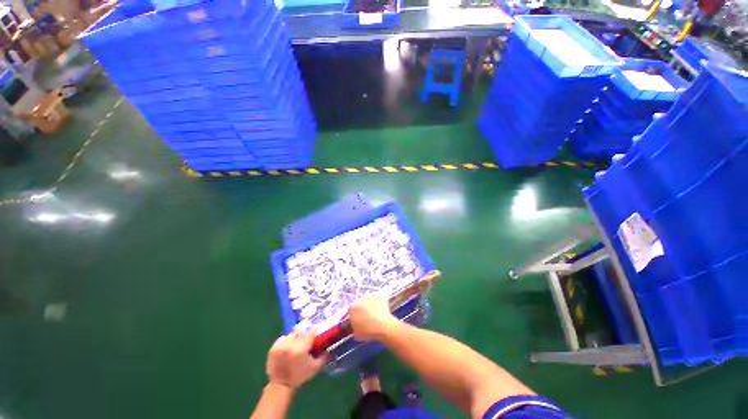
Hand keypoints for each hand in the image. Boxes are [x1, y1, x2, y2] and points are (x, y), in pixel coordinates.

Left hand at [266, 332, 326, 389]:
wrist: (280, 385)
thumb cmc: (300, 376)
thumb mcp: (315, 368)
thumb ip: (324, 356)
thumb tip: (330, 347)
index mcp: (301, 349)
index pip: (310, 333)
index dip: (314, 334)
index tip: (315, 338)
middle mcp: (291, 345)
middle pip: (301, 333)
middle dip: (304, 337)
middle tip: (306, 343)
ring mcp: (281, 346)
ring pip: (292, 334)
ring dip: (295, 338)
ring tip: (296, 345)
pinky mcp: (273, 348)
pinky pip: (283, 338)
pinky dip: (286, 340)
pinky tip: (288, 347)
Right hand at [349, 293, 397, 340]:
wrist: (382, 325)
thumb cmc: (368, 331)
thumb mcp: (357, 334)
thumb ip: (354, 328)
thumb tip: (355, 327)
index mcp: (352, 308)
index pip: (351, 311)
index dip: (355, 316)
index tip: (360, 321)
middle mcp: (359, 299)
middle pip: (360, 303)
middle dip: (363, 309)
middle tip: (369, 317)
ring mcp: (370, 295)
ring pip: (369, 300)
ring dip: (371, 305)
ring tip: (377, 314)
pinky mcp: (379, 294)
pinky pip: (378, 298)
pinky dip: (380, 302)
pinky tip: (383, 309)